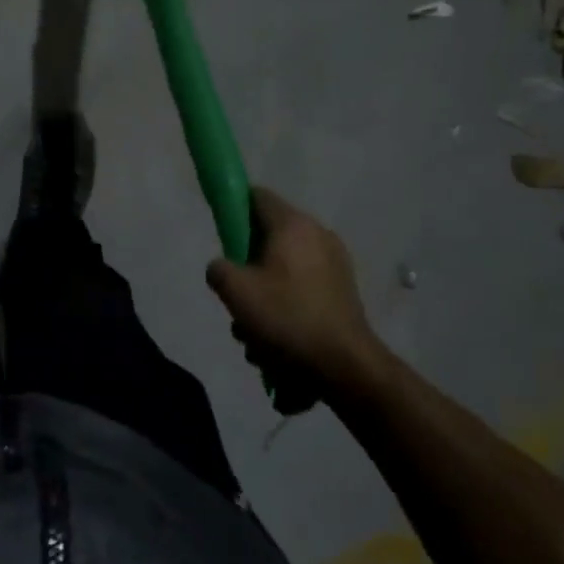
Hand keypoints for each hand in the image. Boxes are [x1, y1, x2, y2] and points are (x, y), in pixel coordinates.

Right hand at [206, 188, 393, 397]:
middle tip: (236, 295)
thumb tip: (222, 267)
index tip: (221, 237)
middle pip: (268, 238)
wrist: (345, 366)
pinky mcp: (343, 293)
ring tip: (254, 332)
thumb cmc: (286, 318)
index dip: (233, 210)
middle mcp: (318, 235)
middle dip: (246, 267)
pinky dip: (286, 308)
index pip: (256, 196)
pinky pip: (302, 290)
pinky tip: (276, 343)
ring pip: (282, 270)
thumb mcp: (235, 291)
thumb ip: (218, 269)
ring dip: (263, 295)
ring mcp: (335, 265)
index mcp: (293, 225)